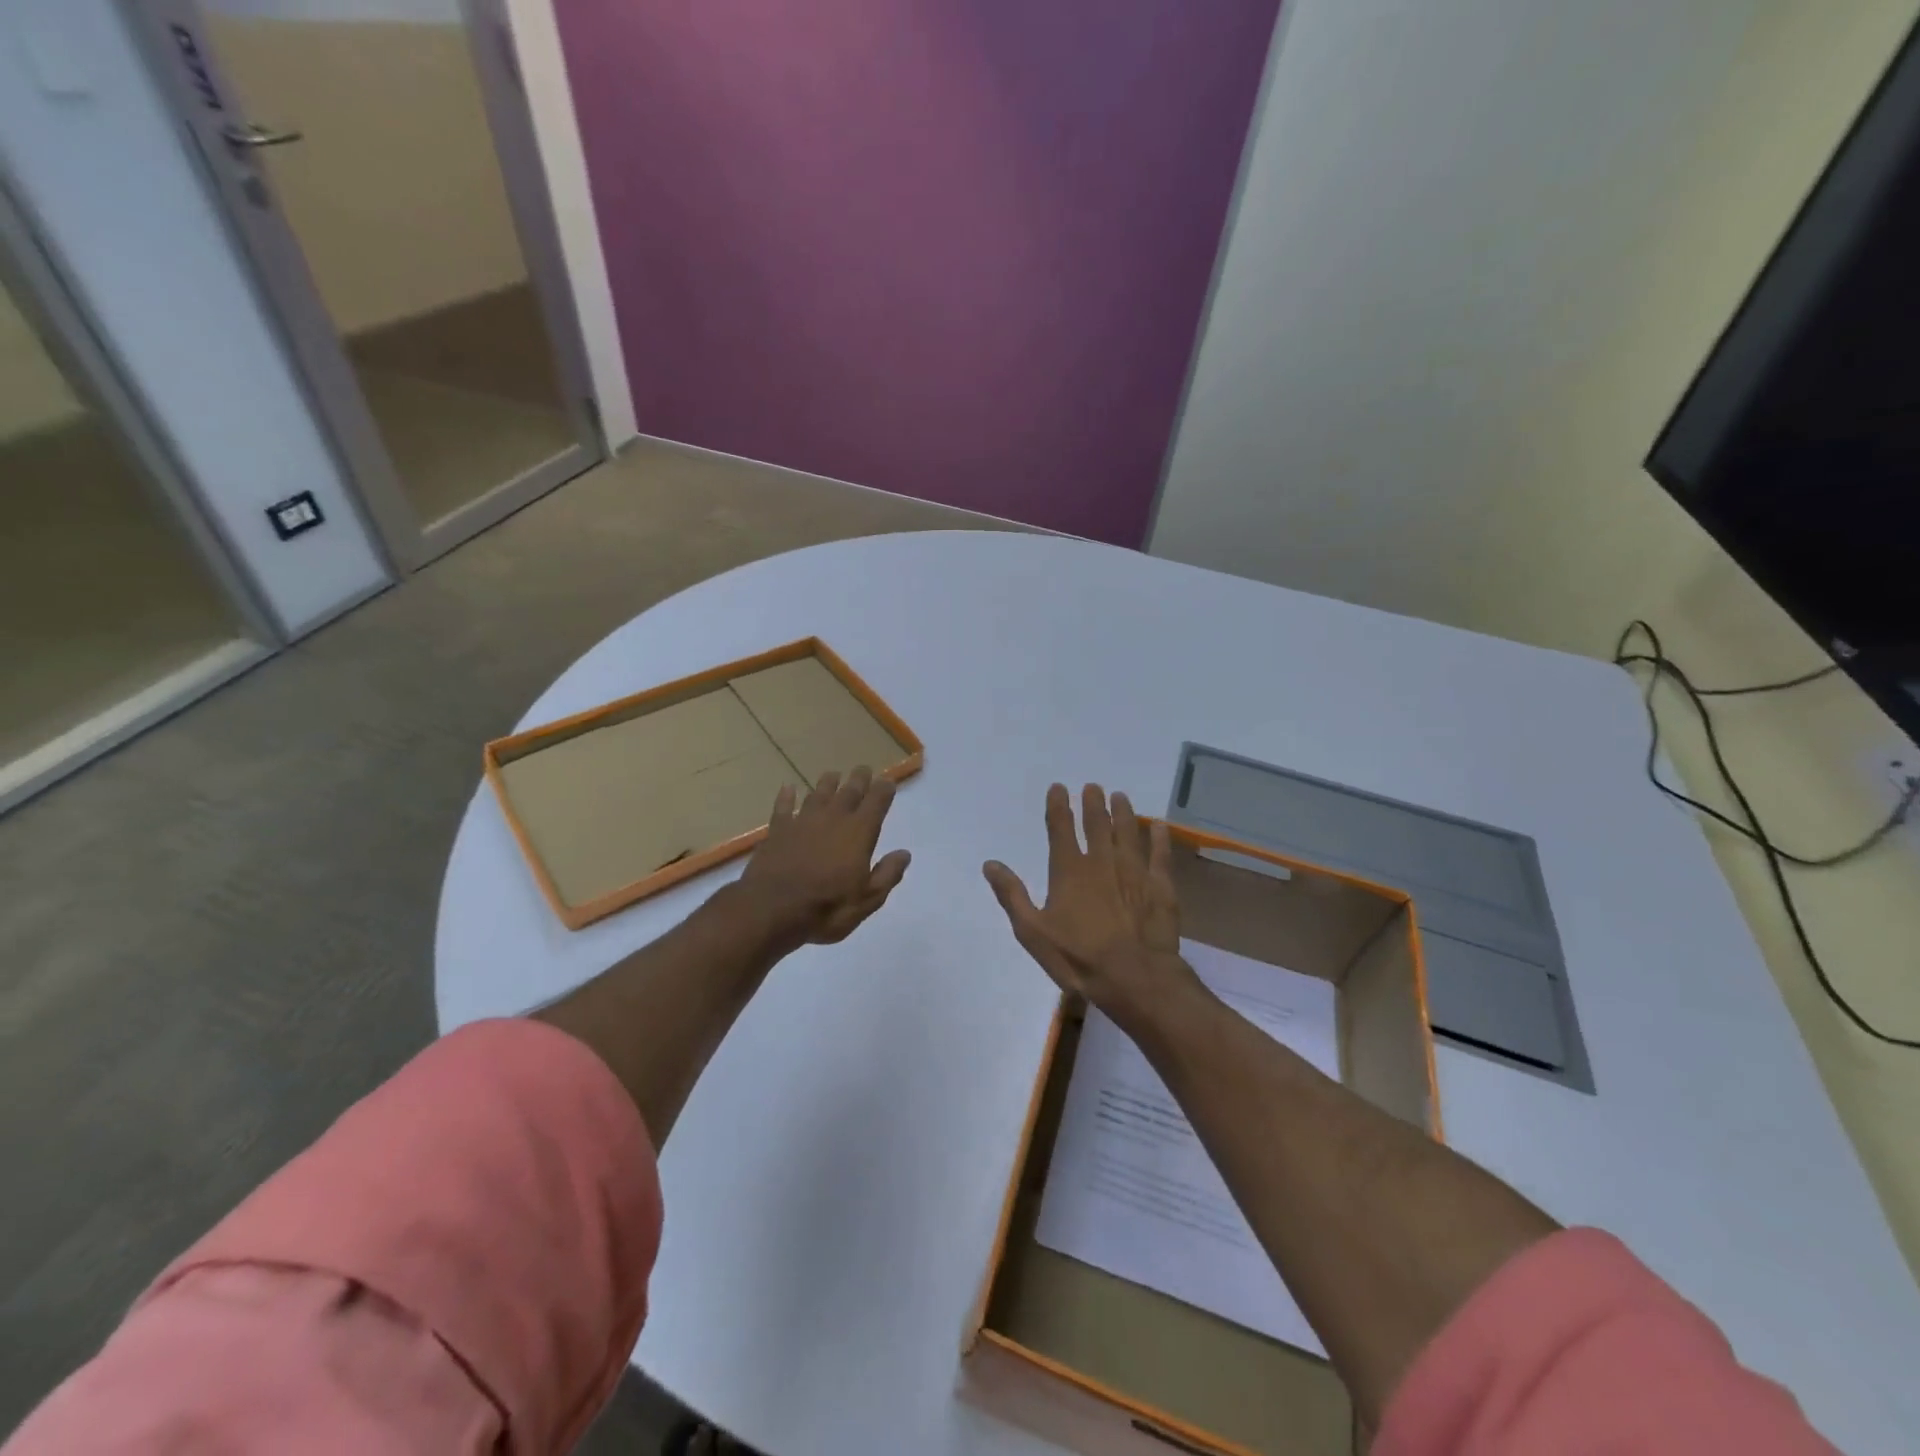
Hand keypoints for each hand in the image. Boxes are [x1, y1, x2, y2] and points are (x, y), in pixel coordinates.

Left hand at [736, 766, 910, 949]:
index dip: (884, 790)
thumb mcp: (868, 899)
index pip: (876, 803)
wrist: (772, 909)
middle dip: (859, 779)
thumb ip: (887, 874)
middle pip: (849, 792)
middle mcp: (833, 819)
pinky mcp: (777, 830)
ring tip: (833, 774)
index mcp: (859, 833)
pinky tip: (788, 788)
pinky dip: (787, 797)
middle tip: (863, 769)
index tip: (888, 782)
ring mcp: (803, 821)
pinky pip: (784, 807)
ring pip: (818, 794)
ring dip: (827, 783)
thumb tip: (904, 854)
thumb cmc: (827, 907)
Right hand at [983, 784, 1197, 1030]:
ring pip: (1128, 831)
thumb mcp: (1033, 932)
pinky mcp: (1160, 885)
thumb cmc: (1078, 958)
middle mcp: (1102, 861)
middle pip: (1097, 823)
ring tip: (1120, 796)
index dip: (1058, 805)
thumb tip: (990, 864)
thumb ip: (1012, 895)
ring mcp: (1134, 871)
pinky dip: (1159, 837)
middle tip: (1093, 787)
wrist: (1134, 977)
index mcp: (1069, 870)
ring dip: (1123, 812)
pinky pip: (1160, 854)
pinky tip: (1158, 825)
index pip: (1061, 828)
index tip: (1059, 787)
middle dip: (1093, 802)